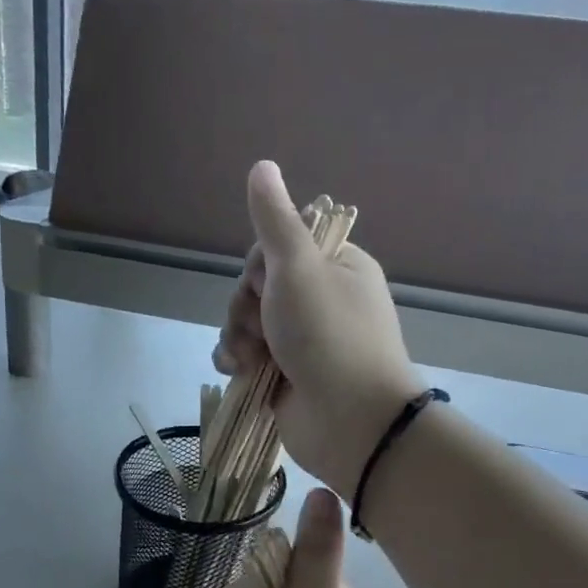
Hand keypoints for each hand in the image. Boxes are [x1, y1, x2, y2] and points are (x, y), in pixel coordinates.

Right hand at [214, 161, 419, 495]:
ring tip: (249, 358)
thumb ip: (275, 220)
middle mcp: (321, 300)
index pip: (279, 247)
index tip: (265, 281)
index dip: (260, 265)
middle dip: (246, 307)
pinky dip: (237, 361)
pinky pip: (247, 355)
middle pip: (258, 286)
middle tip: (259, 326)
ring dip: (238, 336)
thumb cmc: (328, 335)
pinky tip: (238, 371)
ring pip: (247, 322)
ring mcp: (303, 340)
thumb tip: (262, 165)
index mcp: (336, 267)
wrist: (349, 421)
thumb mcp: (299, 268)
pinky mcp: (285, 374)